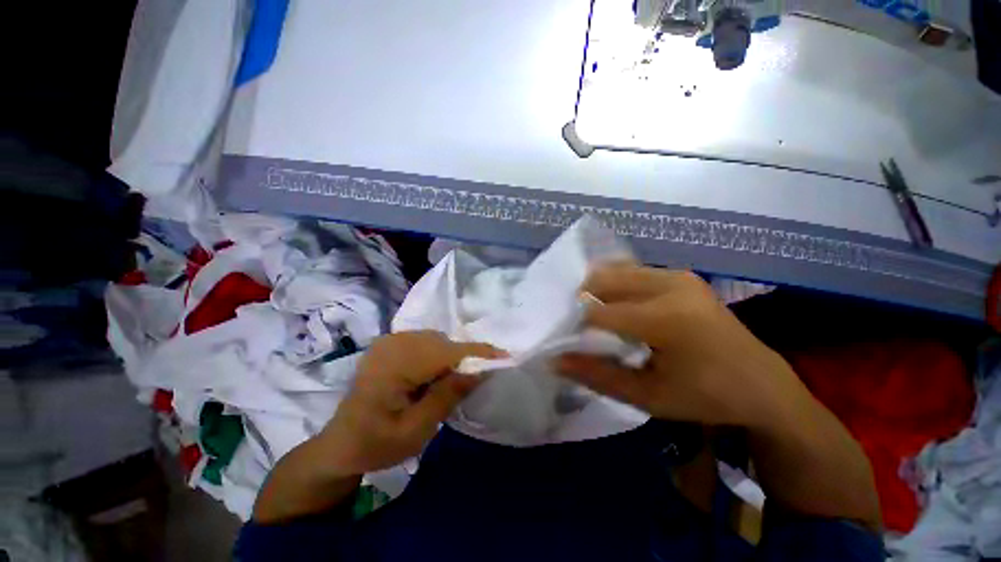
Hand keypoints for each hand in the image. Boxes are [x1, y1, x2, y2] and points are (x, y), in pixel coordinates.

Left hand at [317, 331, 503, 475]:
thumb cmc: (377, 444)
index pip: (446, 351)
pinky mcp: (389, 343)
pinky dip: (436, 354)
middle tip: (470, 383)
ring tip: (446, 383)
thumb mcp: (417, 429)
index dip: (477, 352)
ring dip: (448, 357)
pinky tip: (430, 376)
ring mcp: (389, 340)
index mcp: (394, 366)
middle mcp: (392, 344)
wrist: (340, 444)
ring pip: (435, 340)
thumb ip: (448, 396)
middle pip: (442, 342)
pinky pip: (425, 341)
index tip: (503, 355)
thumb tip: (478, 371)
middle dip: (462, 358)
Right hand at [558, 265, 808, 428]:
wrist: (761, 384)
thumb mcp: (647, 396)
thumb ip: (597, 375)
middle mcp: (670, 286)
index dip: (576, 326)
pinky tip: (620, 306)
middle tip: (582, 328)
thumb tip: (554, 360)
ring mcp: (678, 276)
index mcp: (666, 319)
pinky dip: (616, 284)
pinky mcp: (682, 275)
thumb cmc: (705, 397)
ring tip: (599, 317)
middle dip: (583, 301)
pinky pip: (633, 270)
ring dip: (598, 291)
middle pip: (603, 280)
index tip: (570, 341)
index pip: (598, 313)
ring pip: (615, 270)